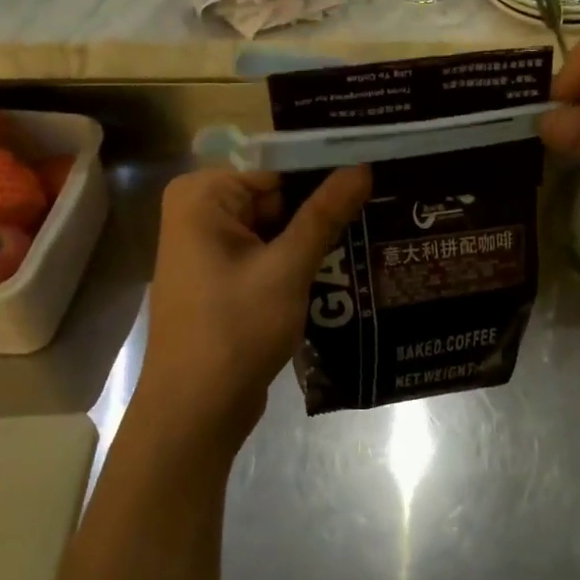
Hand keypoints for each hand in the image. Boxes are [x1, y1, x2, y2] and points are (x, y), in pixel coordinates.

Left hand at [138, 165, 371, 444]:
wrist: (195, 412)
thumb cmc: (233, 331)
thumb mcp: (286, 269)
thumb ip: (324, 214)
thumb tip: (362, 167)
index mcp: (202, 196)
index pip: (278, 170)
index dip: (326, 174)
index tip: (376, 176)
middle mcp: (200, 213)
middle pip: (277, 198)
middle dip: (323, 210)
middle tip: (384, 208)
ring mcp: (211, 249)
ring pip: (278, 229)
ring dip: (316, 240)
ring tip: (376, 234)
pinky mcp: (225, 279)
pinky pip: (269, 256)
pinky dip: (300, 263)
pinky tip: (347, 266)